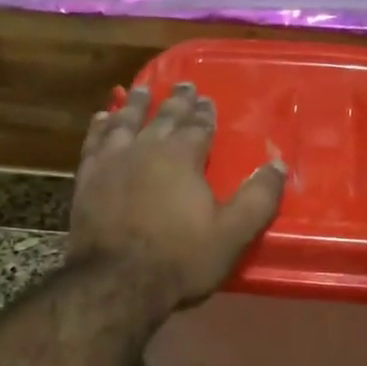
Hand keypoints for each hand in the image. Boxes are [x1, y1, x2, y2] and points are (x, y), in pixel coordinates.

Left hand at [67, 82, 286, 320]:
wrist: (117, 282)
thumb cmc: (180, 259)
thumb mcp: (232, 234)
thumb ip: (258, 198)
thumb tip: (278, 165)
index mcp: (182, 157)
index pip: (198, 126)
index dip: (205, 113)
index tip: (207, 99)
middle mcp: (146, 148)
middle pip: (164, 116)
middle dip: (176, 100)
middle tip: (183, 84)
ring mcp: (112, 161)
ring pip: (125, 121)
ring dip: (136, 104)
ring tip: (142, 89)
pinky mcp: (88, 178)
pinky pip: (94, 141)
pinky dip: (100, 127)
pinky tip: (102, 119)